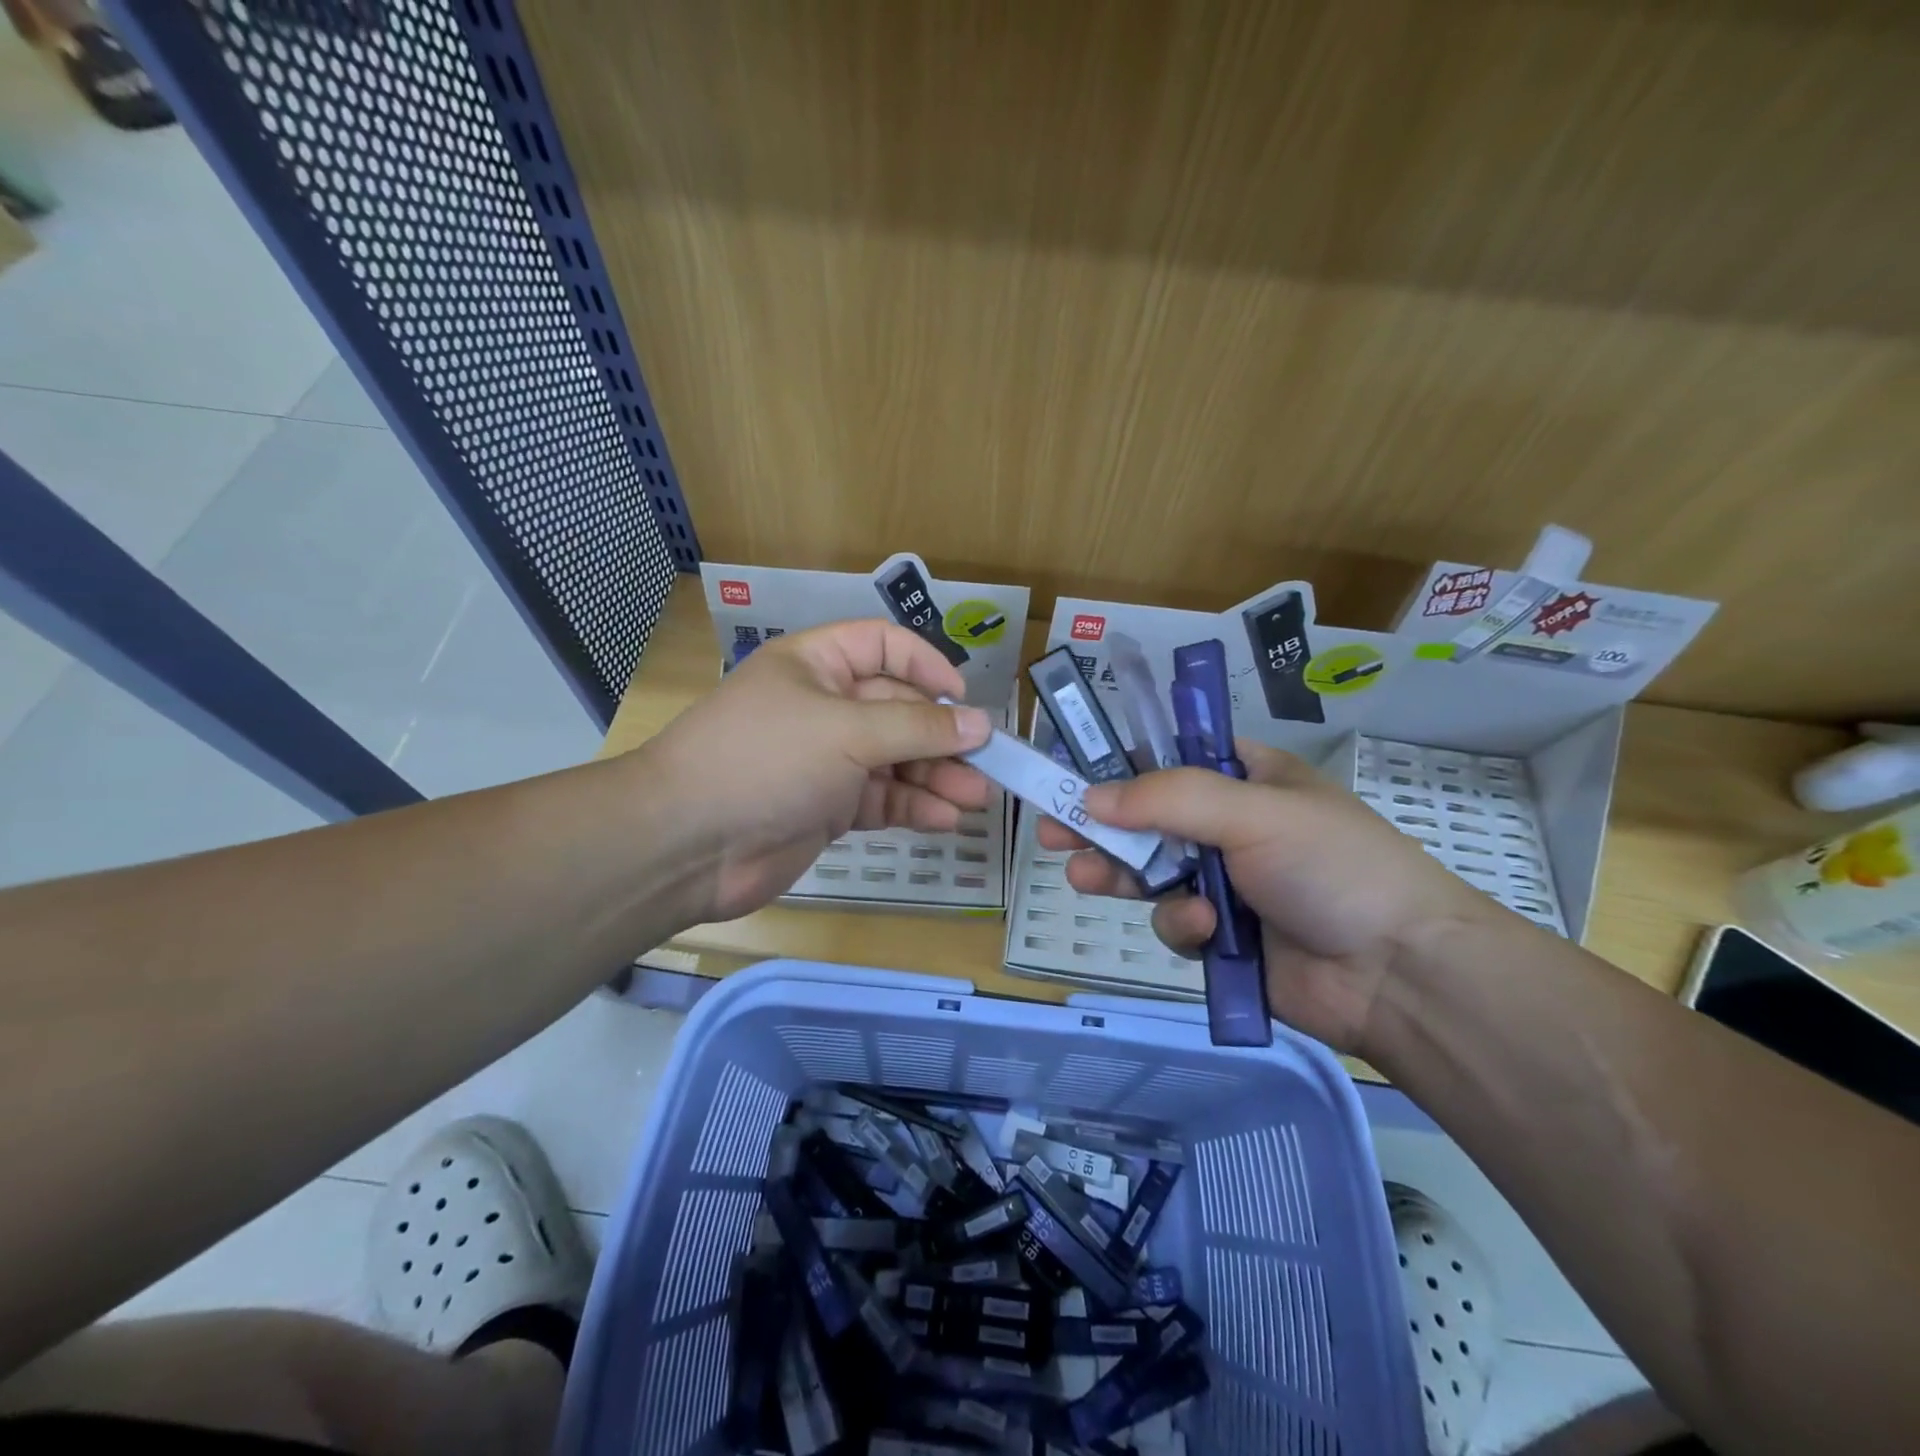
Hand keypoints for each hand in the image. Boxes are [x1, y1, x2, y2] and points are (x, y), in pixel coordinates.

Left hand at [643, 619, 993, 922]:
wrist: (687, 843)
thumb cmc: (767, 760)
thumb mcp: (846, 731)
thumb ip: (917, 728)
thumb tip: (979, 724)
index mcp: (817, 665)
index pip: (883, 647)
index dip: (926, 666)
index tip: (963, 700)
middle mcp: (824, 707)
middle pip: (898, 710)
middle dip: (941, 736)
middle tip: (989, 764)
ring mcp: (826, 760)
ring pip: (894, 760)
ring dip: (935, 777)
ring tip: (976, 798)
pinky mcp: (827, 808)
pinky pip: (880, 800)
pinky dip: (912, 808)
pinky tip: (944, 819)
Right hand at [1036, 741, 1495, 1054]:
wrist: (1398, 974)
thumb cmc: (1333, 867)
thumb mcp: (1254, 812)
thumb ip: (1168, 799)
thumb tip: (1090, 797)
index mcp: (1249, 779)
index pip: (1171, 759)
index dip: (1122, 764)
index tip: (1074, 773)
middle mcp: (1232, 826)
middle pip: (1148, 818)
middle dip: (1101, 825)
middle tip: (1051, 830)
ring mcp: (1227, 883)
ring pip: (1151, 872)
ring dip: (1121, 873)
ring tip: (1082, 876)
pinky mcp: (1222, 937)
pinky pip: (1175, 922)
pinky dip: (1182, 925)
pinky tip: (1205, 932)